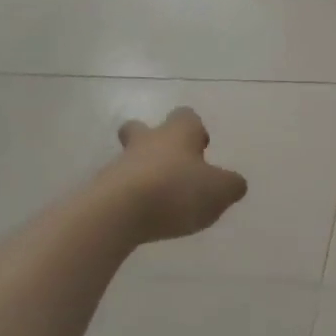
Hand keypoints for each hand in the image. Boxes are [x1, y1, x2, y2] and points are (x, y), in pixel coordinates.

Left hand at [103, 108, 247, 244]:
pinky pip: (119, 188)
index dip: (195, 129)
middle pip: (143, 129)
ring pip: (131, 160)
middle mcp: (147, 142)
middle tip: (170, 164)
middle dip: (154, 141)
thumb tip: (234, 183)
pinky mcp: (101, 191)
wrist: (118, 212)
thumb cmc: (176, 190)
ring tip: (161, 202)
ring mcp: (119, 165)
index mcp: (178, 134)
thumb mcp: (220, 190)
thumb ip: (231, 185)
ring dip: (144, 174)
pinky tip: (144, 218)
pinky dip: (131, 199)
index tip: (201, 148)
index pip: (186, 117)